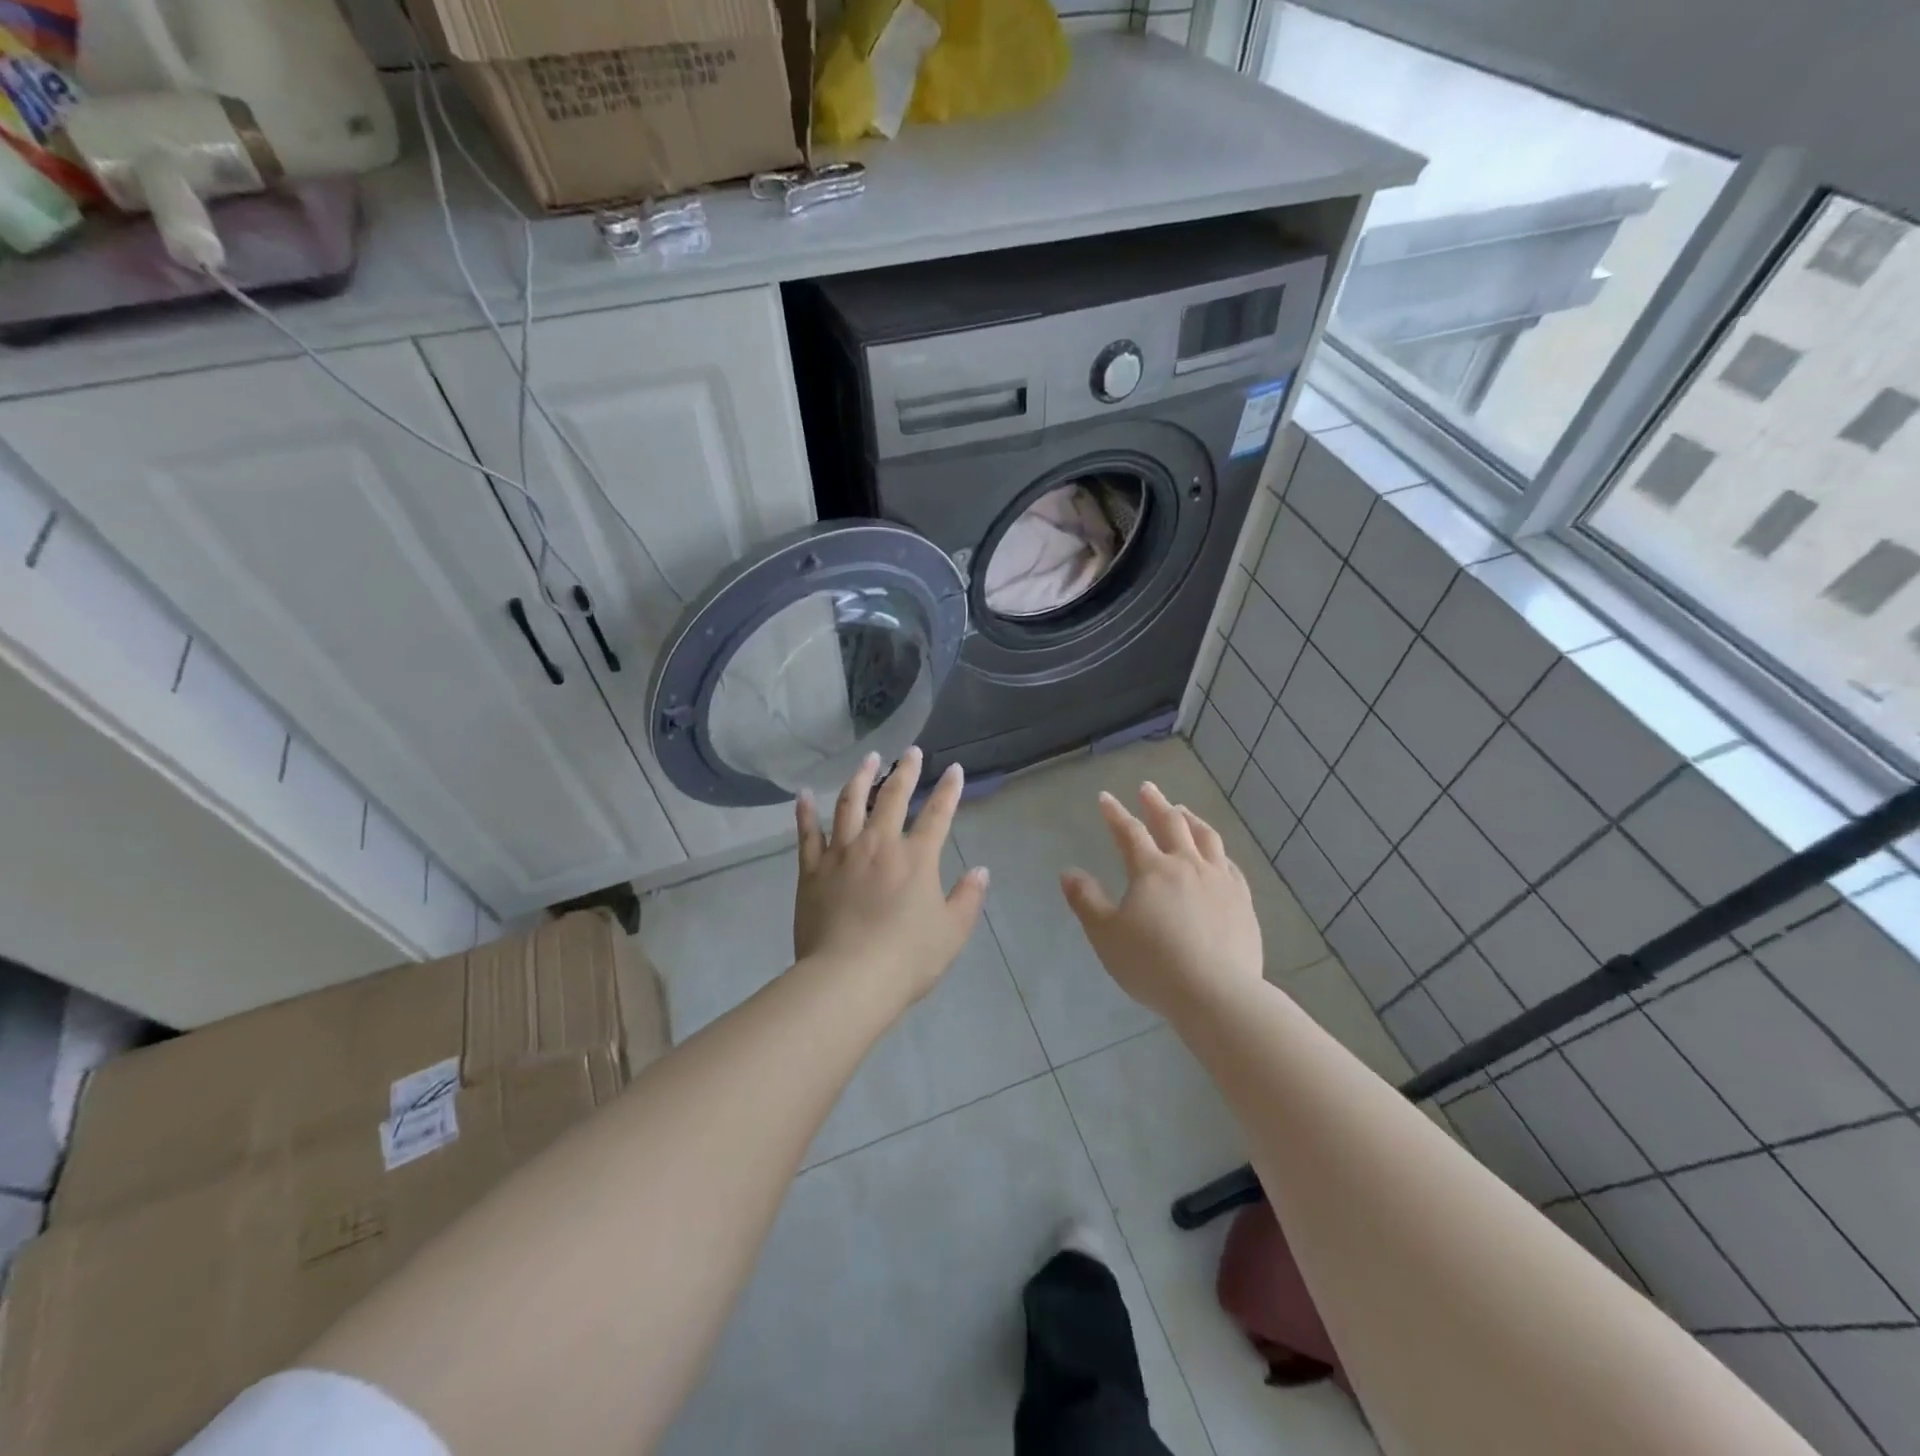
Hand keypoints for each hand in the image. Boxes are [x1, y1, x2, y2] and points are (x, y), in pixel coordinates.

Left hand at [793, 746, 989, 1010]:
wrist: (848, 978)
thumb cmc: (907, 958)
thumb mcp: (951, 932)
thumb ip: (967, 898)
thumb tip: (980, 871)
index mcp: (916, 858)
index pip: (938, 814)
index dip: (949, 790)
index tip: (955, 769)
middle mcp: (879, 844)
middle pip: (893, 797)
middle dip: (905, 771)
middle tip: (910, 752)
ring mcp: (842, 854)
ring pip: (850, 804)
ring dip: (860, 778)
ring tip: (868, 759)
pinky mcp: (812, 870)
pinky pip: (807, 834)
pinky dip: (805, 813)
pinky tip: (803, 795)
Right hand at [1061, 783, 1262, 1018]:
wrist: (1216, 993)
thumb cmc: (1152, 964)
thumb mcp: (1106, 935)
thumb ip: (1086, 901)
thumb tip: (1068, 872)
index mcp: (1152, 870)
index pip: (1129, 832)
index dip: (1115, 813)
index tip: (1105, 797)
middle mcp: (1188, 865)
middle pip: (1172, 823)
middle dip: (1156, 803)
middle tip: (1147, 788)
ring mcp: (1220, 881)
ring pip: (1206, 838)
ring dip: (1191, 819)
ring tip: (1183, 810)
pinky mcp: (1243, 901)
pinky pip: (1230, 865)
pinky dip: (1218, 851)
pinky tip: (1217, 855)